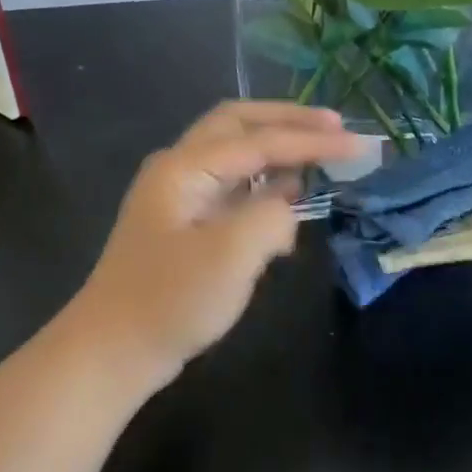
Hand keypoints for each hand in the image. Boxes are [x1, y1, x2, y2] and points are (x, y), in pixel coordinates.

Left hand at [68, 102, 365, 387]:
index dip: (312, 140)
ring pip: (235, 152)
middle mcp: (180, 168)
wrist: (112, 351)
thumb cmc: (169, 301)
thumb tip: (286, 206)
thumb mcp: (230, 256)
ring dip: (276, 148)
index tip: (359, 144)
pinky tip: (287, 201)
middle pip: (239, 123)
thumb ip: (271, 216)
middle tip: (335, 126)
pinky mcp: (185, 223)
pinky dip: (263, 184)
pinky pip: (231, 186)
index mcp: (185, 166)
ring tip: (320, 154)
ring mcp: (180, 195)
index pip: (261, 140)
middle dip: (289, 120)